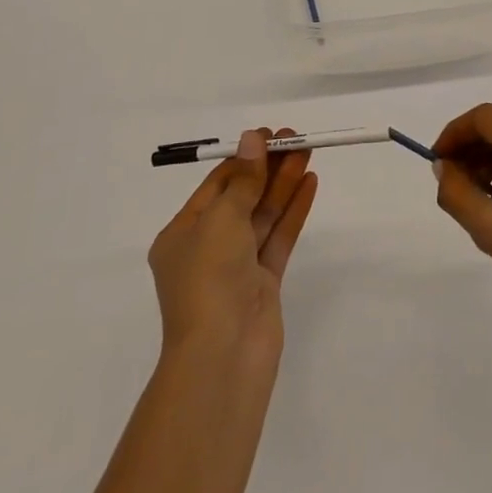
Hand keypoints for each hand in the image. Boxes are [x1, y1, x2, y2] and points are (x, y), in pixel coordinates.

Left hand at [148, 129, 317, 363]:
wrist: (223, 357)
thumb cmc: (209, 279)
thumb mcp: (221, 219)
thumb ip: (244, 179)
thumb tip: (252, 139)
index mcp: (182, 235)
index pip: (216, 186)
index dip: (244, 158)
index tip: (269, 135)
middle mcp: (207, 249)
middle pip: (242, 197)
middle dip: (268, 168)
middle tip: (296, 138)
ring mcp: (237, 268)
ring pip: (263, 215)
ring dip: (284, 183)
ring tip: (308, 151)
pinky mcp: (263, 284)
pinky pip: (278, 238)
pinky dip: (293, 211)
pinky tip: (309, 183)